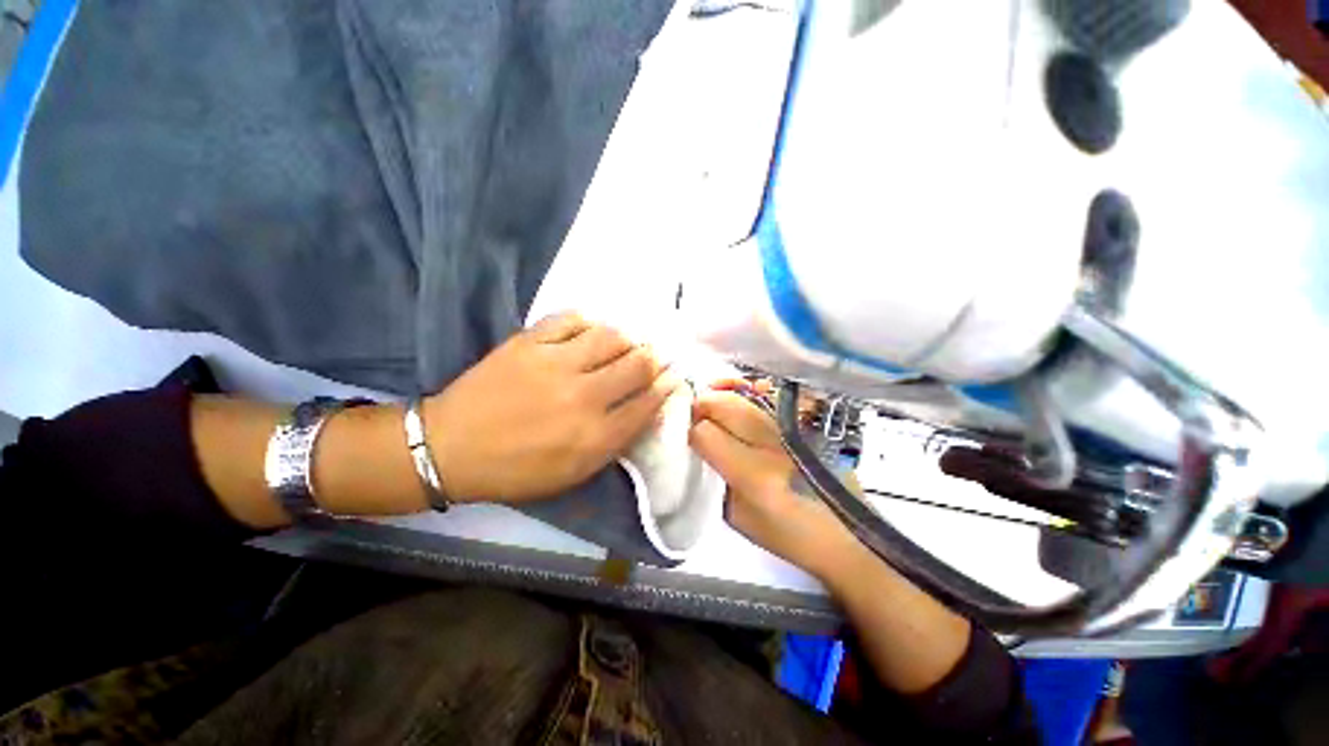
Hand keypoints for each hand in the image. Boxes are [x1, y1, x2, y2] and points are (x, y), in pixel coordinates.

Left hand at [423, 312, 679, 502]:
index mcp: (595, 435)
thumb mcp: (575, 472)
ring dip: (628, 338)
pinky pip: (571, 318)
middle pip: (637, 364)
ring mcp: (555, 363)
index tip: (674, 376)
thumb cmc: (518, 469)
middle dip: (655, 358)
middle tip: (656, 355)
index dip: (667, 385)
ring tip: (627, 342)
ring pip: (611, 336)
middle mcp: (583, 396)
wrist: (451, 447)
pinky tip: (592, 330)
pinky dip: (589, 321)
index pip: (648, 402)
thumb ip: (615, 442)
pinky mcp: (529, 342)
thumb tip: (646, 408)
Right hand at [689, 387, 857, 579]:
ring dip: (723, 393)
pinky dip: (754, 388)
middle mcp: (774, 444)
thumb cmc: (787, 535)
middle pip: (724, 405)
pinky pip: (775, 394)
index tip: (687, 435)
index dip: (691, 432)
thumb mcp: (738, 517)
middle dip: (702, 405)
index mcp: (753, 475)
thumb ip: (716, 477)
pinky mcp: (809, 421)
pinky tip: (745, 391)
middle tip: (695, 412)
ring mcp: (794, 428)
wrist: (847, 534)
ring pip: (746, 395)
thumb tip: (702, 446)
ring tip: (713, 397)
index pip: (705, 434)